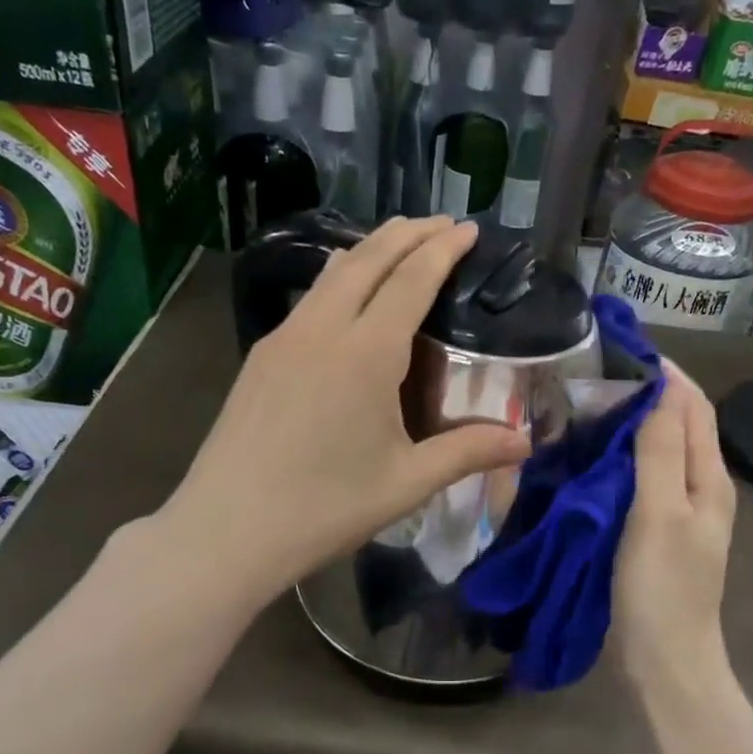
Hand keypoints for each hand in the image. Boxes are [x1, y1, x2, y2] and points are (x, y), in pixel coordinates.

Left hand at [164, 216, 530, 600]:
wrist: (227, 530)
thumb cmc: (324, 508)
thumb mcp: (406, 482)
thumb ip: (467, 452)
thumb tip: (525, 442)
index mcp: (365, 353)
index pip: (411, 279)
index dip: (443, 249)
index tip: (467, 228)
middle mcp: (322, 329)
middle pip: (368, 258)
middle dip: (408, 233)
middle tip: (440, 224)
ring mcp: (283, 338)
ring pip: (332, 273)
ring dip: (371, 250)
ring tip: (399, 244)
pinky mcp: (260, 357)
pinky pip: (310, 299)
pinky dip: (341, 279)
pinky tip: (348, 298)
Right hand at [614, 366, 736, 698]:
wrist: (664, 660)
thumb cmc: (662, 587)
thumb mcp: (660, 513)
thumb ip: (662, 451)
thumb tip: (661, 389)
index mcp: (709, 478)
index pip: (694, 406)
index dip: (665, 375)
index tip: (622, 348)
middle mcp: (700, 488)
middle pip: (678, 425)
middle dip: (645, 395)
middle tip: (594, 376)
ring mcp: (678, 512)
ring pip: (657, 452)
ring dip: (629, 426)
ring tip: (586, 406)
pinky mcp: (654, 531)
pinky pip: (640, 480)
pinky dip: (619, 459)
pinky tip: (588, 457)